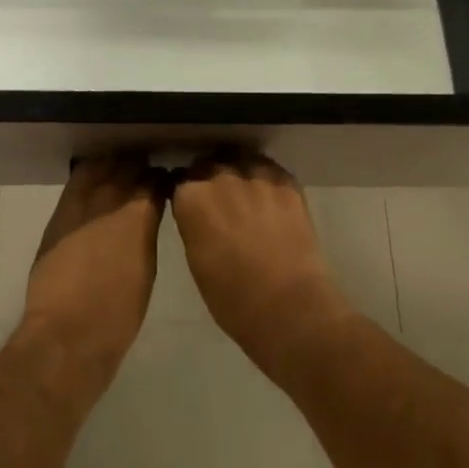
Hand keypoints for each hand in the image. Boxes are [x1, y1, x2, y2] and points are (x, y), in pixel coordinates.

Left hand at [21, 155, 166, 383]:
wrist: (68, 333)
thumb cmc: (118, 313)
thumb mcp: (146, 269)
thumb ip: (146, 233)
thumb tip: (146, 218)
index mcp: (141, 216)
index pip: (156, 181)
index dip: (162, 179)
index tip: (166, 182)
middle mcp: (112, 200)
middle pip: (129, 168)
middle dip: (139, 169)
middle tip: (144, 174)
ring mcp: (82, 204)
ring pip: (102, 167)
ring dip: (114, 167)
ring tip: (120, 172)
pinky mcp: (60, 215)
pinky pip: (78, 181)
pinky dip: (90, 174)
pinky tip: (95, 179)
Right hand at [171, 152, 353, 369]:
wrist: (289, 307)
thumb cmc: (233, 299)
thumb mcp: (197, 261)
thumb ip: (193, 226)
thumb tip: (197, 215)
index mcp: (192, 199)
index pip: (179, 181)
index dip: (184, 193)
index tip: (189, 204)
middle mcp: (221, 178)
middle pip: (208, 164)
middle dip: (208, 178)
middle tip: (217, 201)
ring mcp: (256, 177)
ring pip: (240, 160)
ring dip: (237, 172)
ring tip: (244, 193)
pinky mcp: (287, 183)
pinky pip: (269, 169)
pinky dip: (265, 178)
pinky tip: (269, 197)